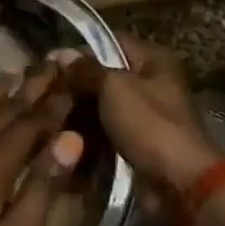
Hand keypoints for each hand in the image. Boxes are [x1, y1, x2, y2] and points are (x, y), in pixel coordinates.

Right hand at [54, 35, 222, 200]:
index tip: (51, 62)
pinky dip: (89, 133)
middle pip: (106, 75)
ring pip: (104, 105)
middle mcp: (152, 83)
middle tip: (45, 92)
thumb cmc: (150, 125)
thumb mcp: (114, 88)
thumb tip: (61, 54)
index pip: (111, 41)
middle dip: (77, 83)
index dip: (81, 50)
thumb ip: (86, 69)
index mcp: (155, 60)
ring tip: (48, 114)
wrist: (180, 184)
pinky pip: (108, 130)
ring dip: (80, 111)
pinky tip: (64, 136)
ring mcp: (146, 115)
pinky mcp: (139, 143)